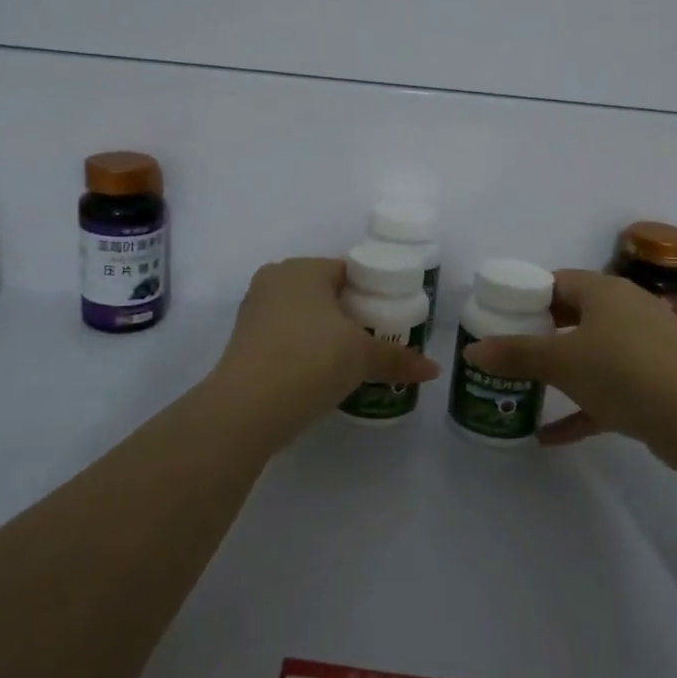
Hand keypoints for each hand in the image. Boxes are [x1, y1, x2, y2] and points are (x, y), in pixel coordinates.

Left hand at [210, 257, 442, 433]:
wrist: (246, 408)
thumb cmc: (311, 360)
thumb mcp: (362, 356)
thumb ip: (397, 358)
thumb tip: (433, 369)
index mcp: (303, 269)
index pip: (348, 271)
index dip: (373, 292)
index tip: (391, 317)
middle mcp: (274, 281)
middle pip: (324, 293)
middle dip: (349, 314)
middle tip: (376, 339)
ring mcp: (253, 312)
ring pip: (302, 317)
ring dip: (325, 334)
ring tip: (352, 360)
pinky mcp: (243, 344)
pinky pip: (284, 339)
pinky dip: (303, 351)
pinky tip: (320, 374)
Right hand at [462, 269, 676, 470]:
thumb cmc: (625, 372)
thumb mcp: (563, 362)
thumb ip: (516, 355)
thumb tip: (473, 351)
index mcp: (605, 292)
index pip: (557, 281)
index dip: (526, 296)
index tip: (499, 317)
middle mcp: (628, 312)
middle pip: (574, 316)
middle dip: (540, 336)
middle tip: (507, 352)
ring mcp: (646, 349)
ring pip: (593, 355)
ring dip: (561, 373)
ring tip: (525, 388)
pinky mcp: (657, 385)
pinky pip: (609, 392)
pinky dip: (582, 409)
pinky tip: (548, 436)